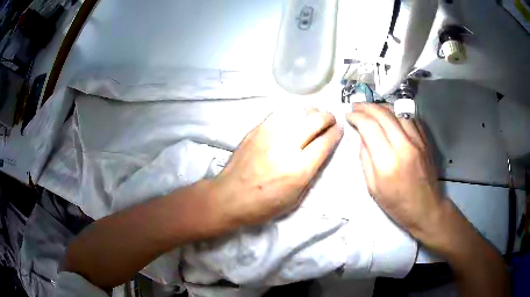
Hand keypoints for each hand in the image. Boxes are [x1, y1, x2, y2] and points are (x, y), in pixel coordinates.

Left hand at [213, 108, 342, 225]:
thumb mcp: (295, 199)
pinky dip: (292, 113)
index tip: (339, 129)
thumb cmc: (263, 205)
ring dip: (311, 112)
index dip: (336, 133)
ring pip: (298, 112)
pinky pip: (279, 113)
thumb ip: (311, 173)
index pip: (325, 142)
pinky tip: (294, 117)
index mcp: (298, 169)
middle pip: (315, 121)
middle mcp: (286, 147)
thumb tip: (321, 152)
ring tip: (315, 116)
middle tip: (330, 120)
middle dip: (328, 117)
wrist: (229, 197)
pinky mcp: (256, 130)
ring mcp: (269, 135)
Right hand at [346, 103, 443, 245]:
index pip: (369, 126)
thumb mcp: (373, 188)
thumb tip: (362, 136)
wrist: (426, 209)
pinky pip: (410, 118)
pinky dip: (397, 113)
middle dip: (366, 107)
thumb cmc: (397, 204)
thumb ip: (365, 159)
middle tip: (356, 107)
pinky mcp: (425, 140)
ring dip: (382, 107)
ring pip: (397, 112)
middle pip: (383, 114)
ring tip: (372, 110)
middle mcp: (404, 146)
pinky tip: (390, 117)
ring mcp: (417, 141)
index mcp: (387, 162)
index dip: (356, 116)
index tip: (349, 115)